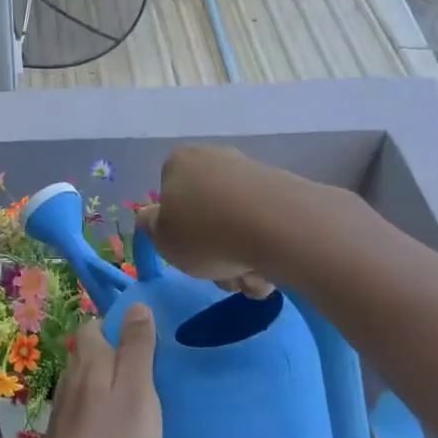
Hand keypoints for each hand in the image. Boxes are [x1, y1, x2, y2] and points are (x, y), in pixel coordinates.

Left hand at [27, 309, 160, 437]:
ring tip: (142, 400)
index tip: (148, 340)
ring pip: (88, 382)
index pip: (95, 325)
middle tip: (152, 372)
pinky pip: (86, 409)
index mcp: (90, 361)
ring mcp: (64, 409)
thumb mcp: (137, 393)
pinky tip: (120, 430)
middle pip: (91, 353)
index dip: (118, 326)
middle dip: (116, 354)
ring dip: (110, 384)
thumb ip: (137, 348)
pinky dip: (103, 410)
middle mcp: (71, 378)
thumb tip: (136, 305)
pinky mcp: (64, 437)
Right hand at [136, 145, 276, 298]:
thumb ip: (152, 228)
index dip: (176, 230)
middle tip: (222, 276)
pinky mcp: (286, 190)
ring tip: (250, 279)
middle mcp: (216, 158)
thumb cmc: (206, 233)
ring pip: (237, 226)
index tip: (188, 254)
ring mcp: (253, 173)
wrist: (280, 227)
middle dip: (214, 252)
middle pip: (207, 215)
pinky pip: (266, 227)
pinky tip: (272, 272)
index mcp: (180, 162)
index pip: (169, 196)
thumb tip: (152, 216)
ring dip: (240, 260)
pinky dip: (266, 252)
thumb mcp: (163, 240)